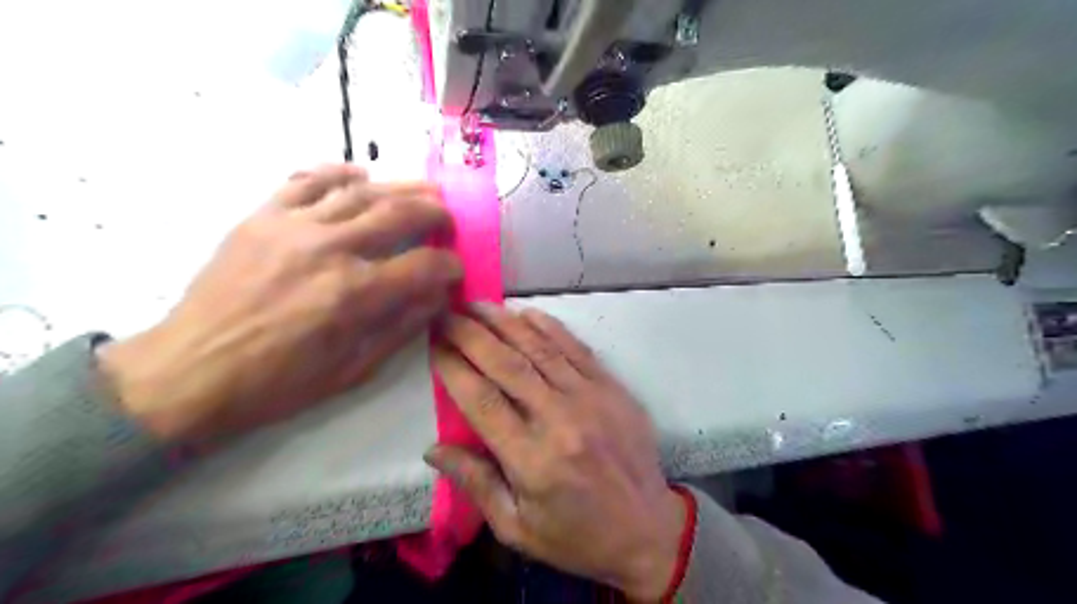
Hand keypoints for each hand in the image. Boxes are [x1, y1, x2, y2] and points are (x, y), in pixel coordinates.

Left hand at [103, 164, 467, 442]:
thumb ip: (403, 327)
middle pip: (399, 214)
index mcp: (355, 294)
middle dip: (435, 214)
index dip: (449, 266)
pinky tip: (359, 175)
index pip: (424, 266)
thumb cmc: (279, 382)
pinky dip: (337, 172)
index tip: (456, 269)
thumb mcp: (354, 369)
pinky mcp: (261, 217)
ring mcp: (293, 226)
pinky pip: (305, 180)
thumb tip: (438, 297)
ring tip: (424, 189)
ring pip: (360, 191)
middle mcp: (330, 249)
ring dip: (401, 187)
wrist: (190, 372)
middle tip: (448, 219)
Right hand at [427, 305, 684, 601]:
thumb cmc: (577, 537)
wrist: (648, 529)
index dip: (453, 367)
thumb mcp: (517, 528)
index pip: (481, 401)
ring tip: (476, 304)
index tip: (433, 343)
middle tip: (446, 312)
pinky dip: (548, 327)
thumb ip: (476, 484)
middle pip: (506, 365)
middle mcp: (560, 419)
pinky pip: (576, 348)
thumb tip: (433, 449)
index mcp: (533, 460)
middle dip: (471, 334)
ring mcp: (591, 398)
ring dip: (504, 322)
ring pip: (540, 349)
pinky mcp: (612, 388)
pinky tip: (525, 313)